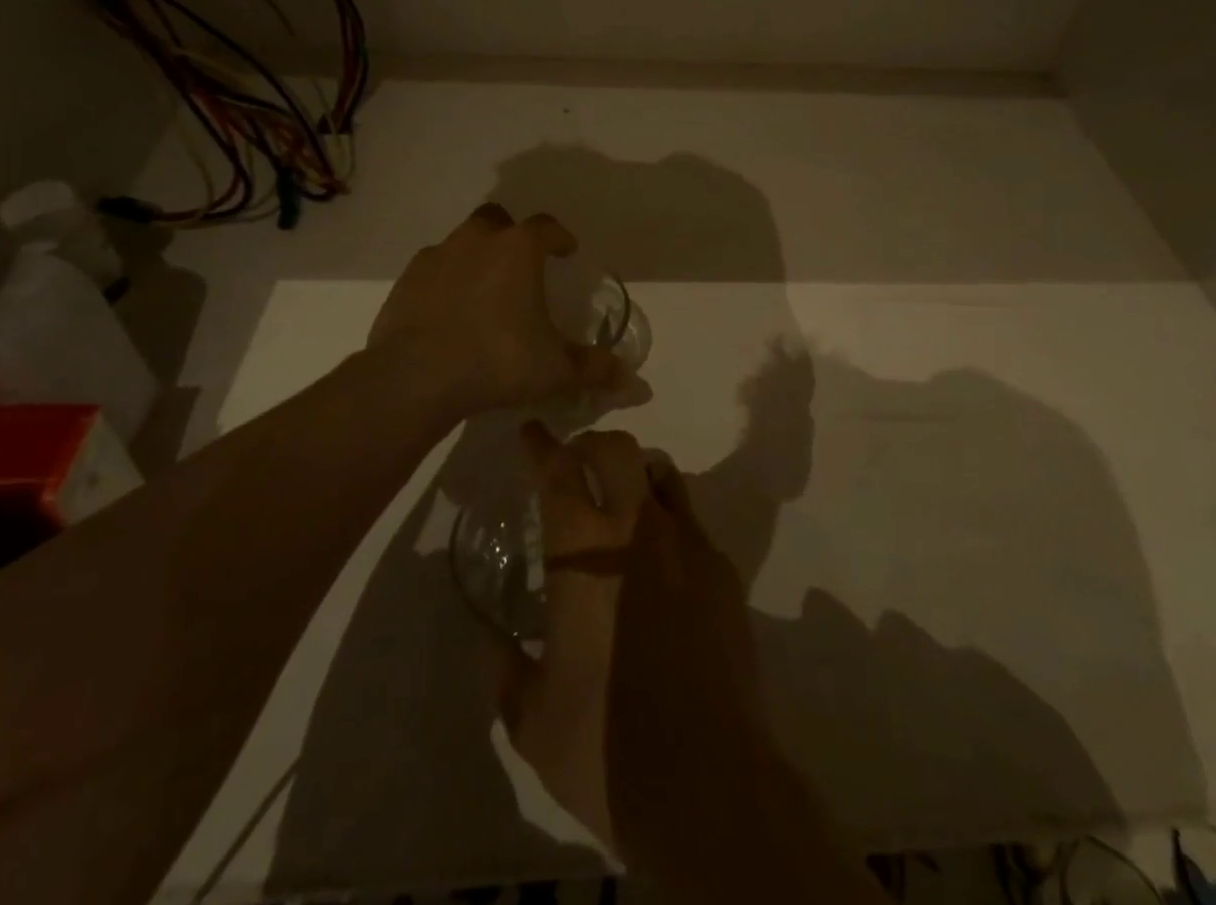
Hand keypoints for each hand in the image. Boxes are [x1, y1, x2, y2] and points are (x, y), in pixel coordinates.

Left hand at [365, 203, 624, 420]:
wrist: (416, 377)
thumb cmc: (497, 360)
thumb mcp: (555, 370)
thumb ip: (594, 369)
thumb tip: (633, 381)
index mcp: (518, 250)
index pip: (546, 226)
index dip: (560, 237)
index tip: (567, 250)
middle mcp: (477, 241)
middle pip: (498, 220)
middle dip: (511, 236)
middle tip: (520, 265)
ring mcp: (437, 257)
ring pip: (462, 241)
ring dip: (476, 256)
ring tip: (484, 291)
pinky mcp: (406, 280)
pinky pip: (433, 269)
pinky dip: (445, 281)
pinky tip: (449, 310)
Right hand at [495, 423, 770, 863]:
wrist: (710, 783)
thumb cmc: (606, 747)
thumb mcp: (533, 720)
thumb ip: (505, 672)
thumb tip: (491, 644)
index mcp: (583, 554)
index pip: (559, 472)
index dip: (543, 446)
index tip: (532, 433)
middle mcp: (637, 531)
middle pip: (617, 450)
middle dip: (591, 445)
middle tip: (576, 465)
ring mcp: (688, 545)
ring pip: (661, 473)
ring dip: (634, 474)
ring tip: (620, 503)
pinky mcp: (724, 571)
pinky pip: (690, 519)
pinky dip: (667, 518)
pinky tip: (660, 562)